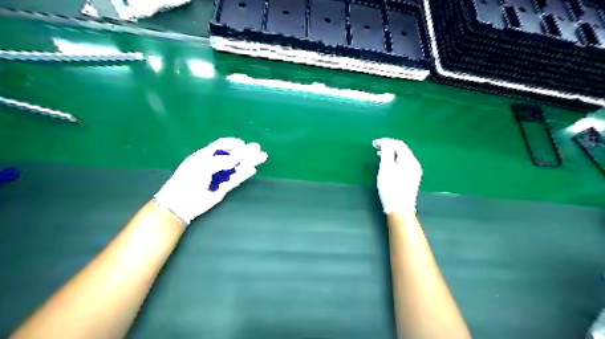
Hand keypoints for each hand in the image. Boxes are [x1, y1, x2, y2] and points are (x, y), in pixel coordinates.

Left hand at [154, 138, 265, 224]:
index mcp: (205, 155)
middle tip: (258, 148)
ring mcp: (219, 176)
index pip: (221, 145)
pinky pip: (236, 178)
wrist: (182, 201)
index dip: (232, 143)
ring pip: (237, 166)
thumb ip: (221, 161)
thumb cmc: (188, 179)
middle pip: (233, 155)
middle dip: (246, 151)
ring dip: (249, 161)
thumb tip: (237, 159)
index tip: (243, 144)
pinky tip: (252, 169)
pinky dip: (244, 174)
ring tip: (262, 157)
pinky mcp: (223, 187)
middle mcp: (214, 164)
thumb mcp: (203, 165)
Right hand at [371, 138, 421, 214]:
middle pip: (402, 150)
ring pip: (402, 157)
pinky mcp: (412, 179)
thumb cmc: (391, 188)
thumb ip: (386, 152)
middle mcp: (415, 164)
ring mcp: (414, 172)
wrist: (399, 209)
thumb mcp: (386, 168)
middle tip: (376, 147)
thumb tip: (385, 142)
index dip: (386, 141)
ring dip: (391, 153)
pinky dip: (394, 161)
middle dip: (389, 146)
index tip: (374, 143)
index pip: (398, 144)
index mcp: (410, 160)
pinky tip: (388, 165)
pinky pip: (403, 164)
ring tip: (379, 155)